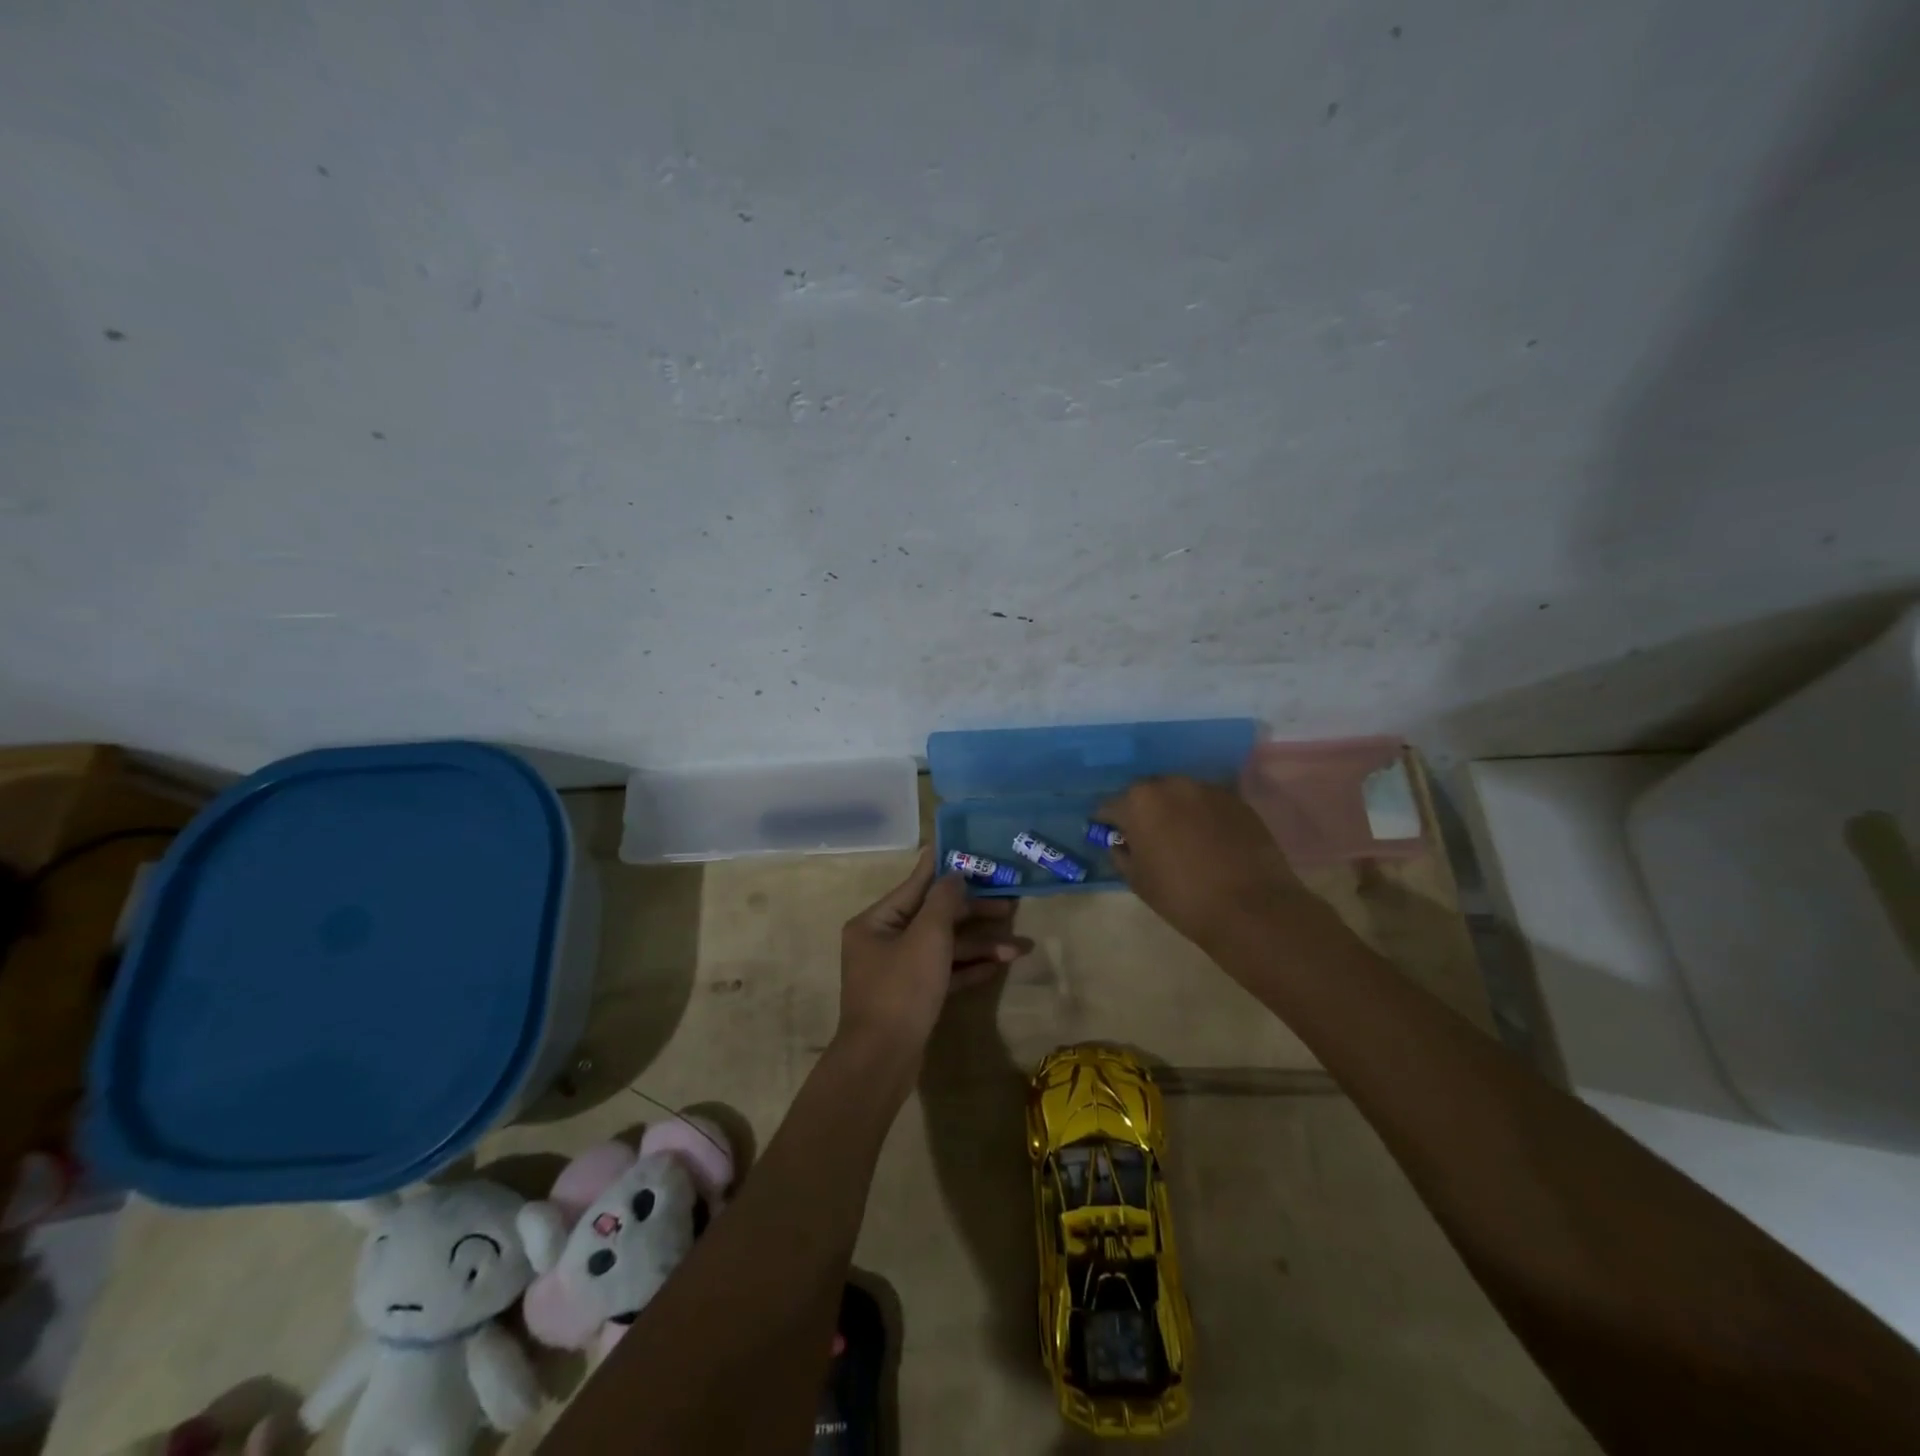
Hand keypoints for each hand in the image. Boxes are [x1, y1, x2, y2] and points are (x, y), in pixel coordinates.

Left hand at [838, 849, 1031, 1056]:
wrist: (882, 1061)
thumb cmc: (902, 988)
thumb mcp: (927, 936)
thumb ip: (943, 900)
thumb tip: (954, 874)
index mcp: (875, 922)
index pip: (915, 887)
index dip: (943, 870)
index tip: (968, 854)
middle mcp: (882, 942)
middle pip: (933, 918)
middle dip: (974, 916)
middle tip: (1011, 908)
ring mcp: (897, 973)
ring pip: (942, 949)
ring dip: (979, 947)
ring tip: (1020, 949)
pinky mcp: (911, 999)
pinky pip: (942, 974)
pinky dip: (967, 969)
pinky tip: (998, 966)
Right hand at [1097, 776, 1315, 950]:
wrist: (1250, 907)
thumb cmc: (1182, 896)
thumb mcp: (1137, 881)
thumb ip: (1121, 854)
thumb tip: (1120, 843)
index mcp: (1139, 801)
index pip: (1110, 806)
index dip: (1107, 823)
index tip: (1109, 836)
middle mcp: (1171, 784)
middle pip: (1147, 794)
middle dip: (1142, 811)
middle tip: (1146, 838)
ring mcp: (1208, 789)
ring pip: (1180, 796)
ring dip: (1174, 811)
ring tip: (1180, 839)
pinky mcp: (1237, 800)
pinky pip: (1208, 804)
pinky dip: (1203, 817)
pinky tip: (1209, 841)